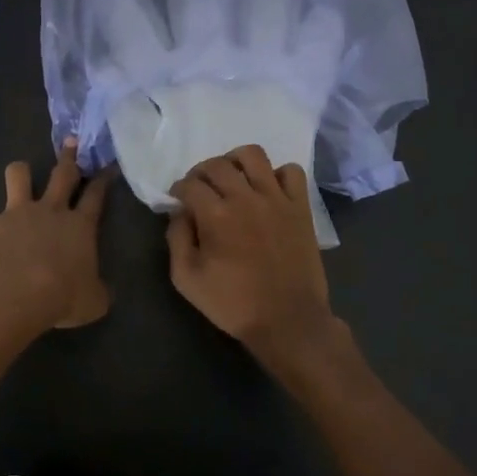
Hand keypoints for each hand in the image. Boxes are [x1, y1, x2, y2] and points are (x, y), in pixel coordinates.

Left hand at [0, 138, 114, 332]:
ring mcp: (16, 213)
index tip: (106, 167)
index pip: (96, 196)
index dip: (102, 180)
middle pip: (62, 174)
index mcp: (80, 226)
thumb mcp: (93, 302)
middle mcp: (50, 210)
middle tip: (71, 141)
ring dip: (21, 172)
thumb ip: (97, 290)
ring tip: (21, 173)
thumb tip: (100, 291)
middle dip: (68, 156)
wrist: (13, 293)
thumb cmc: (61, 297)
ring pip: (19, 175)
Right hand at [166, 145, 346, 375]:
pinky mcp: (300, 207)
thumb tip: (179, 213)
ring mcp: (277, 199)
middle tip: (199, 189)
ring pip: (253, 155)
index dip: (179, 189)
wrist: (288, 320)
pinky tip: (268, 190)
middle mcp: (246, 198)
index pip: (190, 184)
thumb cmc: (233, 303)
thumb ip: (176, 239)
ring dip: (236, 160)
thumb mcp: (187, 279)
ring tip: (232, 178)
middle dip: (201, 172)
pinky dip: (277, 174)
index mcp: (216, 215)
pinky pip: (291, 171)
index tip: (178, 200)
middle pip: (217, 164)